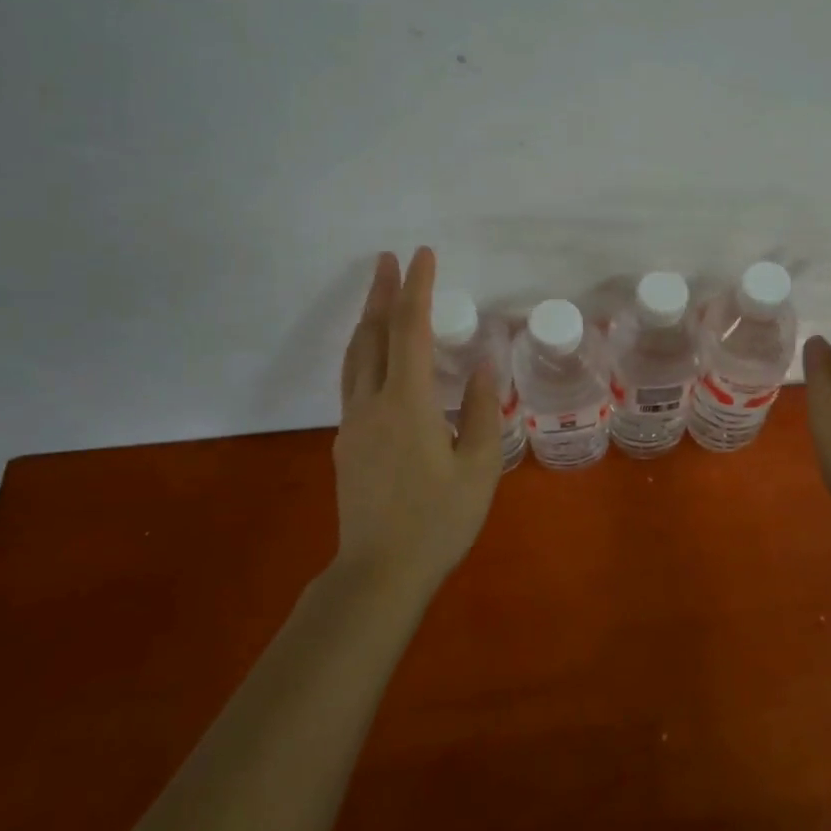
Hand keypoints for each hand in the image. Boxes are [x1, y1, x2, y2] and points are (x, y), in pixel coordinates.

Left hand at [334, 247, 502, 588]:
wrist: (379, 574)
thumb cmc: (439, 521)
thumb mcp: (479, 468)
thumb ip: (481, 412)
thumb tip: (482, 368)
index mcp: (406, 404)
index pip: (409, 331)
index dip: (416, 290)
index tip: (422, 256)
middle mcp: (371, 404)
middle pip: (372, 335)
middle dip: (382, 294)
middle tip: (390, 260)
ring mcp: (353, 424)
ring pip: (355, 358)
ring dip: (367, 321)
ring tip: (379, 296)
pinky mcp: (348, 444)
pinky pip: (354, 382)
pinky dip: (366, 353)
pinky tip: (379, 359)